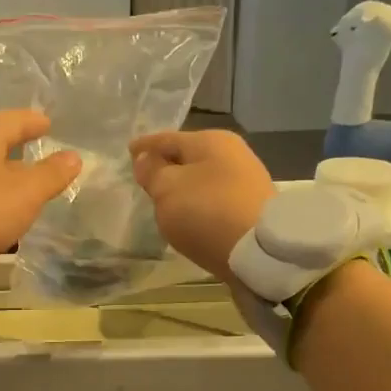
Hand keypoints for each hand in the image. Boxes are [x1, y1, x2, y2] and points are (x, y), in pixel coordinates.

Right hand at [129, 129, 275, 281]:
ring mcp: (246, 181)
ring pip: (203, 178)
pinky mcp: (252, 208)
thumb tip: (145, 158)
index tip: (129, 151)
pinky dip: (199, 203)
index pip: (167, 139)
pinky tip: (190, 215)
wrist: (261, 252)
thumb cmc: (207, 211)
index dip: (145, 146)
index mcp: (211, 140)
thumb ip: (152, 171)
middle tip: (145, 177)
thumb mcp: (167, 189)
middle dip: (167, 166)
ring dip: (184, 187)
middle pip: (189, 157)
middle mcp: (233, 154)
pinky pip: (214, 198)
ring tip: (165, 200)